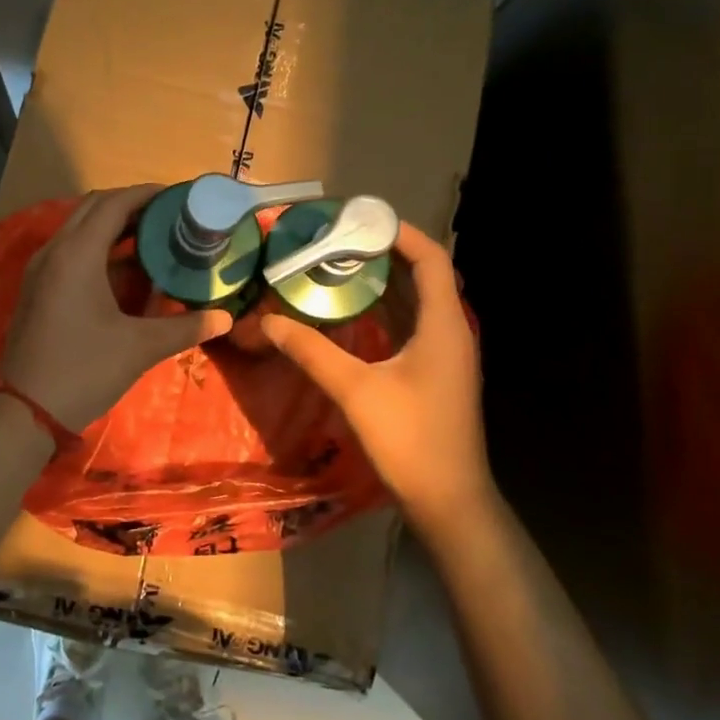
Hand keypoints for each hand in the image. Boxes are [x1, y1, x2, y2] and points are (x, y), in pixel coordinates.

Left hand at [0, 185, 233, 430]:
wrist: (25, 411)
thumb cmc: (83, 370)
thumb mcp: (139, 347)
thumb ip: (185, 327)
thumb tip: (225, 318)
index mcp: (77, 254)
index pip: (114, 204)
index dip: (147, 194)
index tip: (180, 196)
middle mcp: (54, 251)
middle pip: (94, 208)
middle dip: (132, 205)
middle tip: (170, 215)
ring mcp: (41, 269)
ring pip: (80, 228)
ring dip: (114, 226)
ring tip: (154, 237)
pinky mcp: (37, 288)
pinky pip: (71, 250)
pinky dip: (99, 247)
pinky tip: (126, 269)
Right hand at [262, 222, 492, 536]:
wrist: (449, 500)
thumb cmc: (410, 440)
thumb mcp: (355, 391)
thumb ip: (312, 352)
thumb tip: (269, 321)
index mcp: (443, 327)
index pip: (431, 260)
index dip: (402, 233)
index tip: (361, 219)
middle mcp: (450, 333)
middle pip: (424, 276)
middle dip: (385, 254)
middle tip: (339, 240)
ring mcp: (445, 356)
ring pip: (417, 303)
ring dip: (385, 282)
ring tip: (340, 266)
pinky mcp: (435, 375)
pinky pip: (412, 327)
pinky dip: (386, 311)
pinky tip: (353, 313)